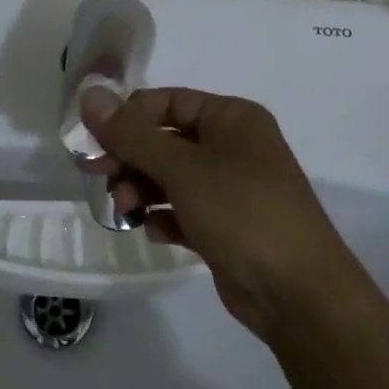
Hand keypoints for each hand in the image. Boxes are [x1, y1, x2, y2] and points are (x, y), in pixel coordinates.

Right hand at [82, 87, 354, 343]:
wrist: (298, 293)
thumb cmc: (242, 213)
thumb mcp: (181, 168)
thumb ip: (131, 134)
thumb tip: (90, 95)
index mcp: (232, 118)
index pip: (166, 101)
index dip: (127, 118)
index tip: (91, 141)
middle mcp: (233, 147)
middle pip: (165, 140)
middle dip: (130, 159)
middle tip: (97, 177)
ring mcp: (231, 188)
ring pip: (170, 178)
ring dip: (142, 190)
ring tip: (127, 211)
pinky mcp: (226, 226)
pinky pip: (183, 210)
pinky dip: (164, 217)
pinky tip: (154, 231)